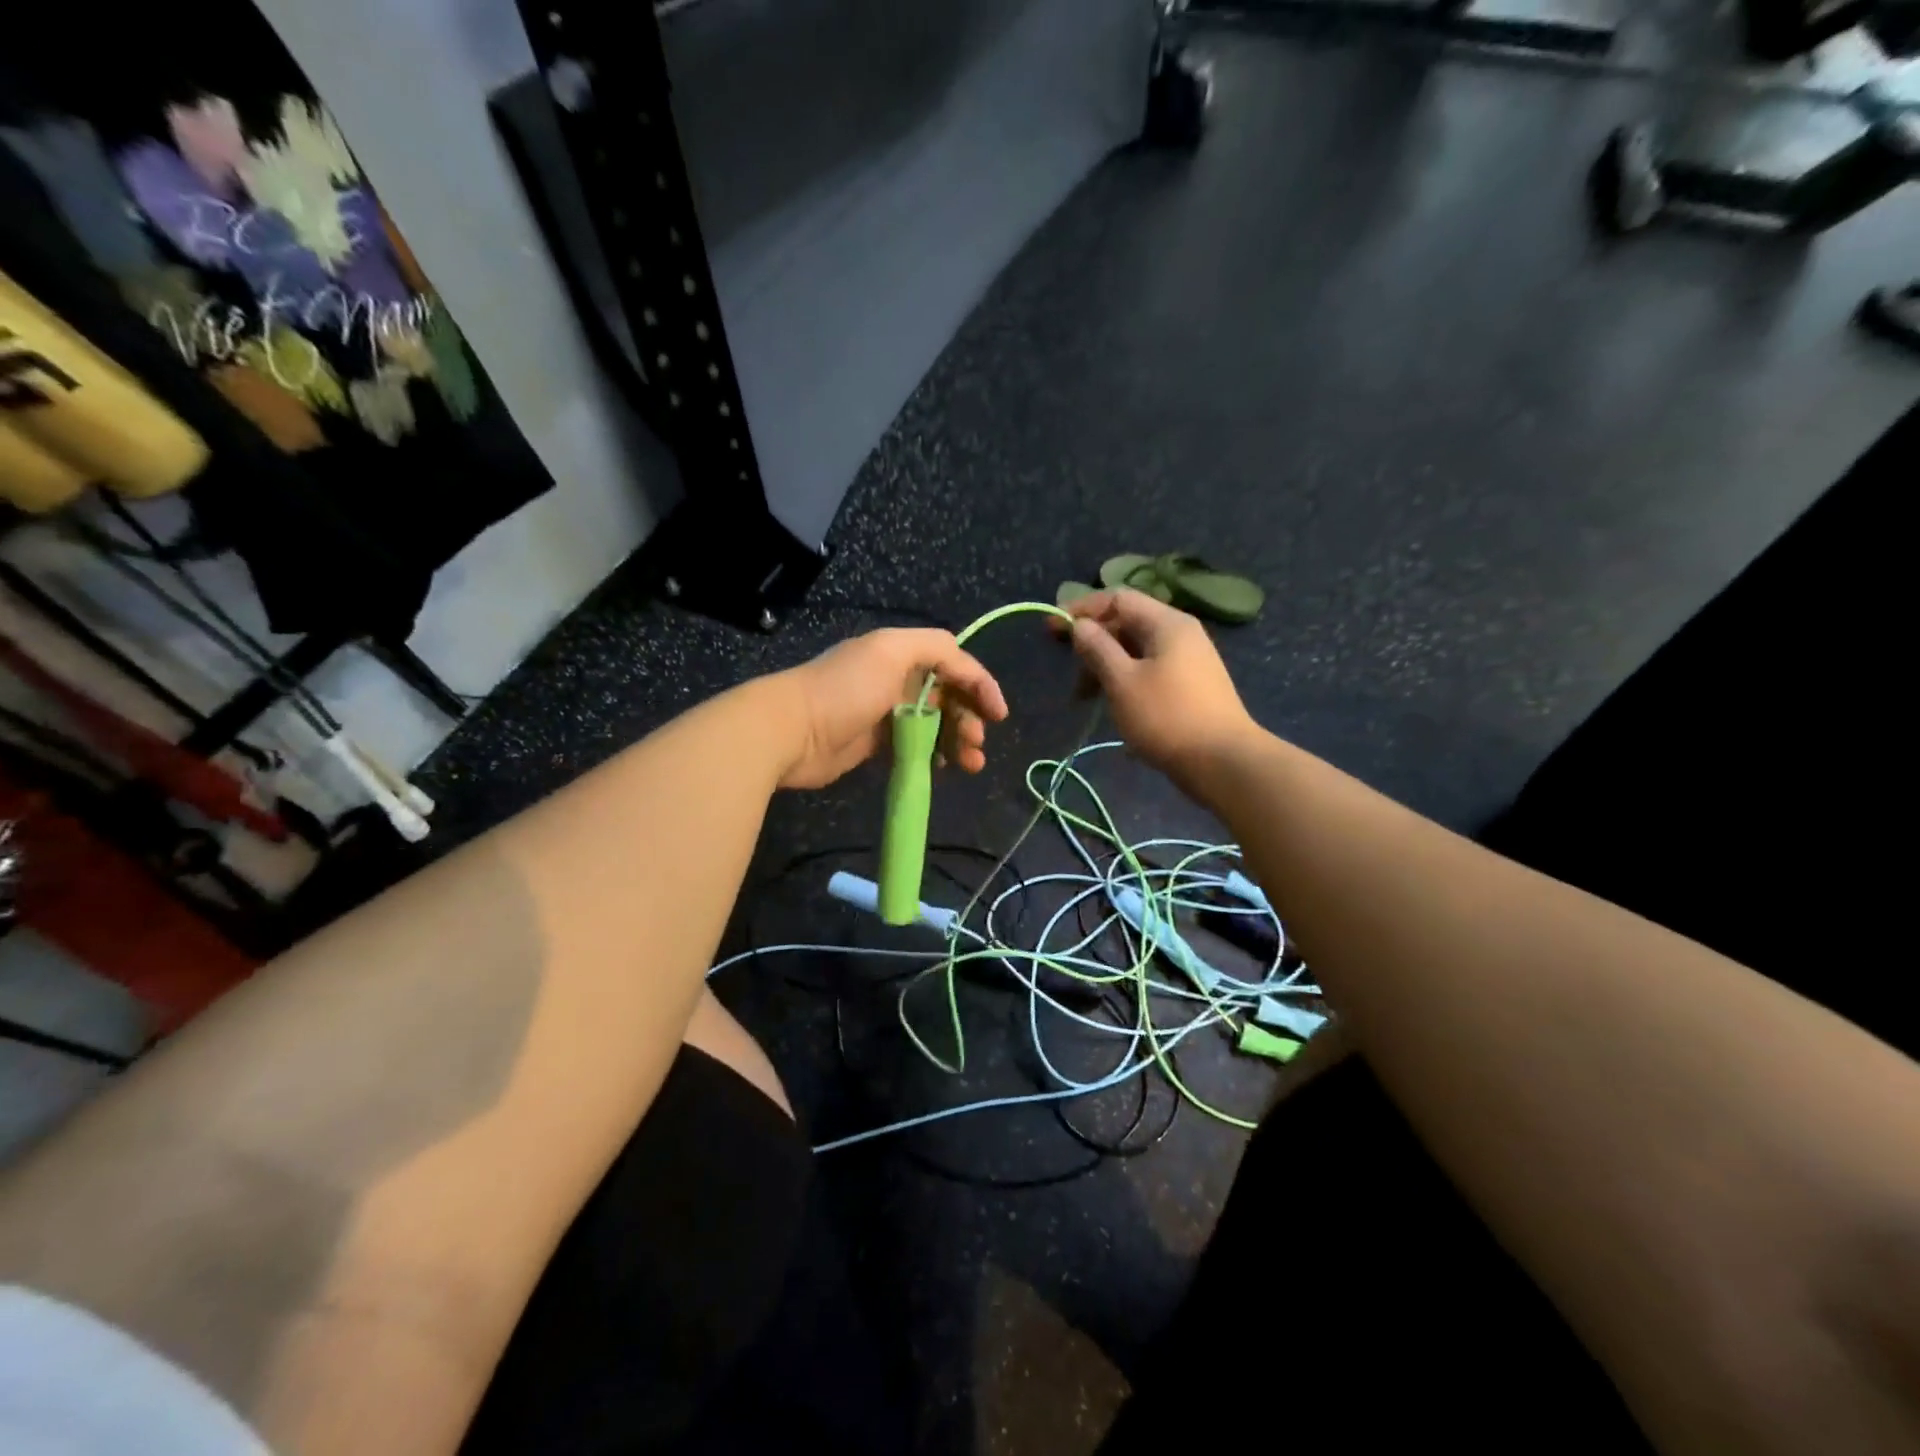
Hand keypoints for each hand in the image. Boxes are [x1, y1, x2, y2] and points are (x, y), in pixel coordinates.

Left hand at [775, 628, 1009, 790]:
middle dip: (970, 719)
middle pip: (948, 697)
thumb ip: (935, 648)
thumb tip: (965, 666)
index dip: (980, 685)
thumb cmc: (845, 689)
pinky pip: (915, 746)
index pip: (954, 664)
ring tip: (969, 765)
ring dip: (957, 741)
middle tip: (977, 747)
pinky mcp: (874, 743)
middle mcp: (896, 679)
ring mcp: (885, 712)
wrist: (791, 731)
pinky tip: (942, 768)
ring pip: (935, 725)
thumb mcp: (891, 651)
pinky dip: (933, 755)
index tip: (999, 715)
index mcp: (901, 654)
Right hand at [1063, 589, 1256, 778]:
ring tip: (1087, 700)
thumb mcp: (1122, 681)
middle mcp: (1180, 634)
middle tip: (1072, 677)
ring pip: (1136, 652)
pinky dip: (1125, 682)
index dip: (1082, 609)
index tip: (1052, 629)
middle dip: (1093, 645)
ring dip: (1106, 668)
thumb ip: (1097, 649)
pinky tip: (1114, 708)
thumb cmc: (1167, 717)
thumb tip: (1080, 626)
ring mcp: (1188, 661)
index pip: (1118, 598)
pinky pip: (1149, 672)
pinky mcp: (1189, 687)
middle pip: (1127, 624)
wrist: (1223, 762)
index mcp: (1166, 623)